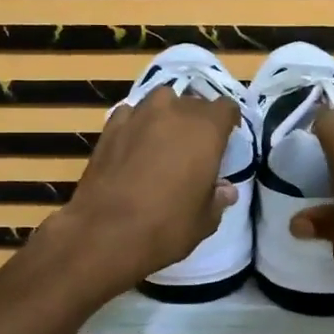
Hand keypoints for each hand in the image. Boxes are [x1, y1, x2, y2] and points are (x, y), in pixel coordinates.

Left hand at [44, 85, 239, 294]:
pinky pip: (131, 114)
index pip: (226, 108)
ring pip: (161, 101)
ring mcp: (139, 115)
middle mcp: (174, 111)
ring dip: (167, 115)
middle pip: (193, 102)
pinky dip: (137, 124)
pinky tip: (134, 145)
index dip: (228, 122)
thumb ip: (218, 198)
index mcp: (206, 129)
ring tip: (164, 140)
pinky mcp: (110, 127)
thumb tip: (225, 189)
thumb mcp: (205, 220)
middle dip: (197, 120)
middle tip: (195, 147)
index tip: (226, 140)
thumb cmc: (167, 226)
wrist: (105, 232)